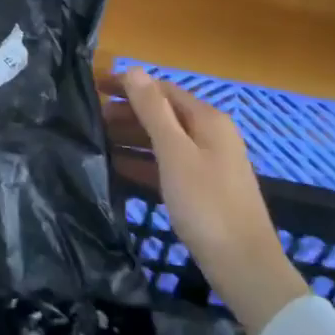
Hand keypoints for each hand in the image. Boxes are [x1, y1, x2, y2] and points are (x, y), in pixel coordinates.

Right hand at [113, 68, 308, 334]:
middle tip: (91, 118)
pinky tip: (118, 168)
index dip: (128, 85)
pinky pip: (167, 164)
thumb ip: (152, 111)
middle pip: (163, 113)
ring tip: (98, 140)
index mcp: (207, 120)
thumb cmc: (206, 204)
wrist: (243, 265)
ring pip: (163, 140)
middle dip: (127, 112)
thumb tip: (133, 69)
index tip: (94, 87)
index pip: (162, 89)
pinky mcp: (203, 188)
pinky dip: (143, 162)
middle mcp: (211, 135)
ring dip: (132, 137)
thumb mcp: (174, 153)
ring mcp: (209, 162)